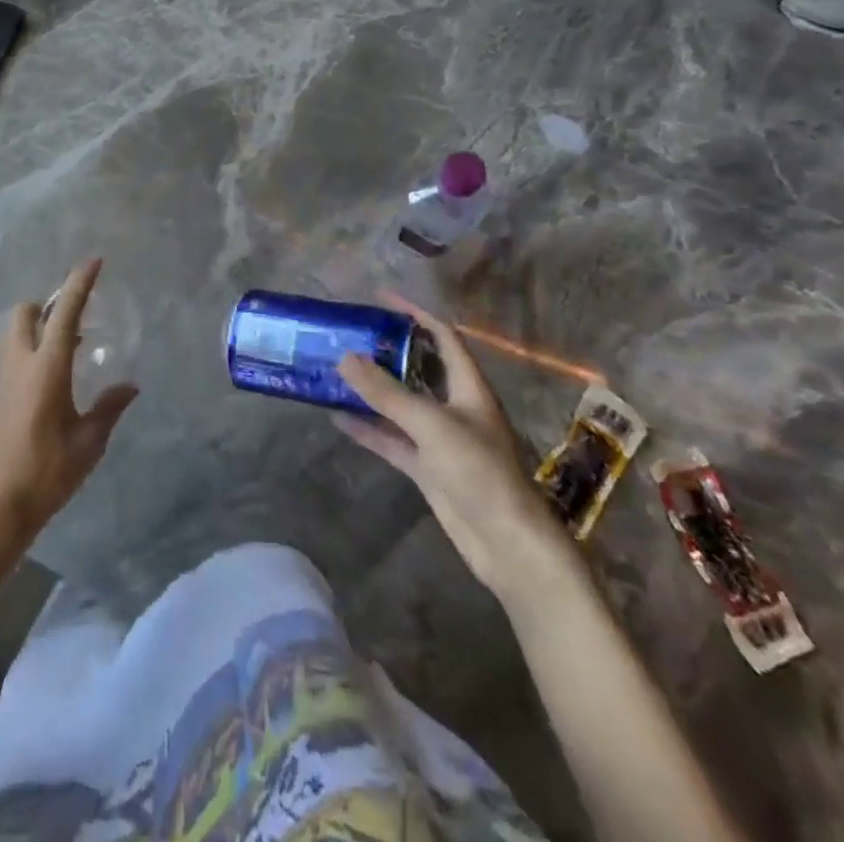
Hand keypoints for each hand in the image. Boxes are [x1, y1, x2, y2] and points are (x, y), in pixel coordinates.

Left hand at [0, 258, 138, 555]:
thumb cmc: (47, 472)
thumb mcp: (88, 442)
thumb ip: (109, 409)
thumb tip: (130, 386)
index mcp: (47, 367)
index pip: (64, 312)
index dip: (79, 283)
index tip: (94, 261)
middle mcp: (20, 364)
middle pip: (25, 313)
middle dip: (46, 305)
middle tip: (74, 322)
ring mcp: (3, 380)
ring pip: (15, 335)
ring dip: (38, 329)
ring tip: (69, 351)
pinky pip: (13, 358)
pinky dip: (32, 352)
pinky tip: (53, 381)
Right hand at [336, 293, 575, 602]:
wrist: (508, 544)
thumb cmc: (480, 472)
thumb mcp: (432, 425)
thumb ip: (387, 393)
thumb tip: (344, 357)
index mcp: (468, 387)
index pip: (442, 337)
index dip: (414, 314)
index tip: (380, 298)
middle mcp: (454, 407)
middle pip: (418, 368)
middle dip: (386, 351)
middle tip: (349, 334)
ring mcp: (439, 439)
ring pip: (400, 405)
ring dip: (372, 390)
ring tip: (335, 370)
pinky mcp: (427, 467)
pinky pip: (391, 439)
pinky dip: (367, 428)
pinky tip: (337, 417)